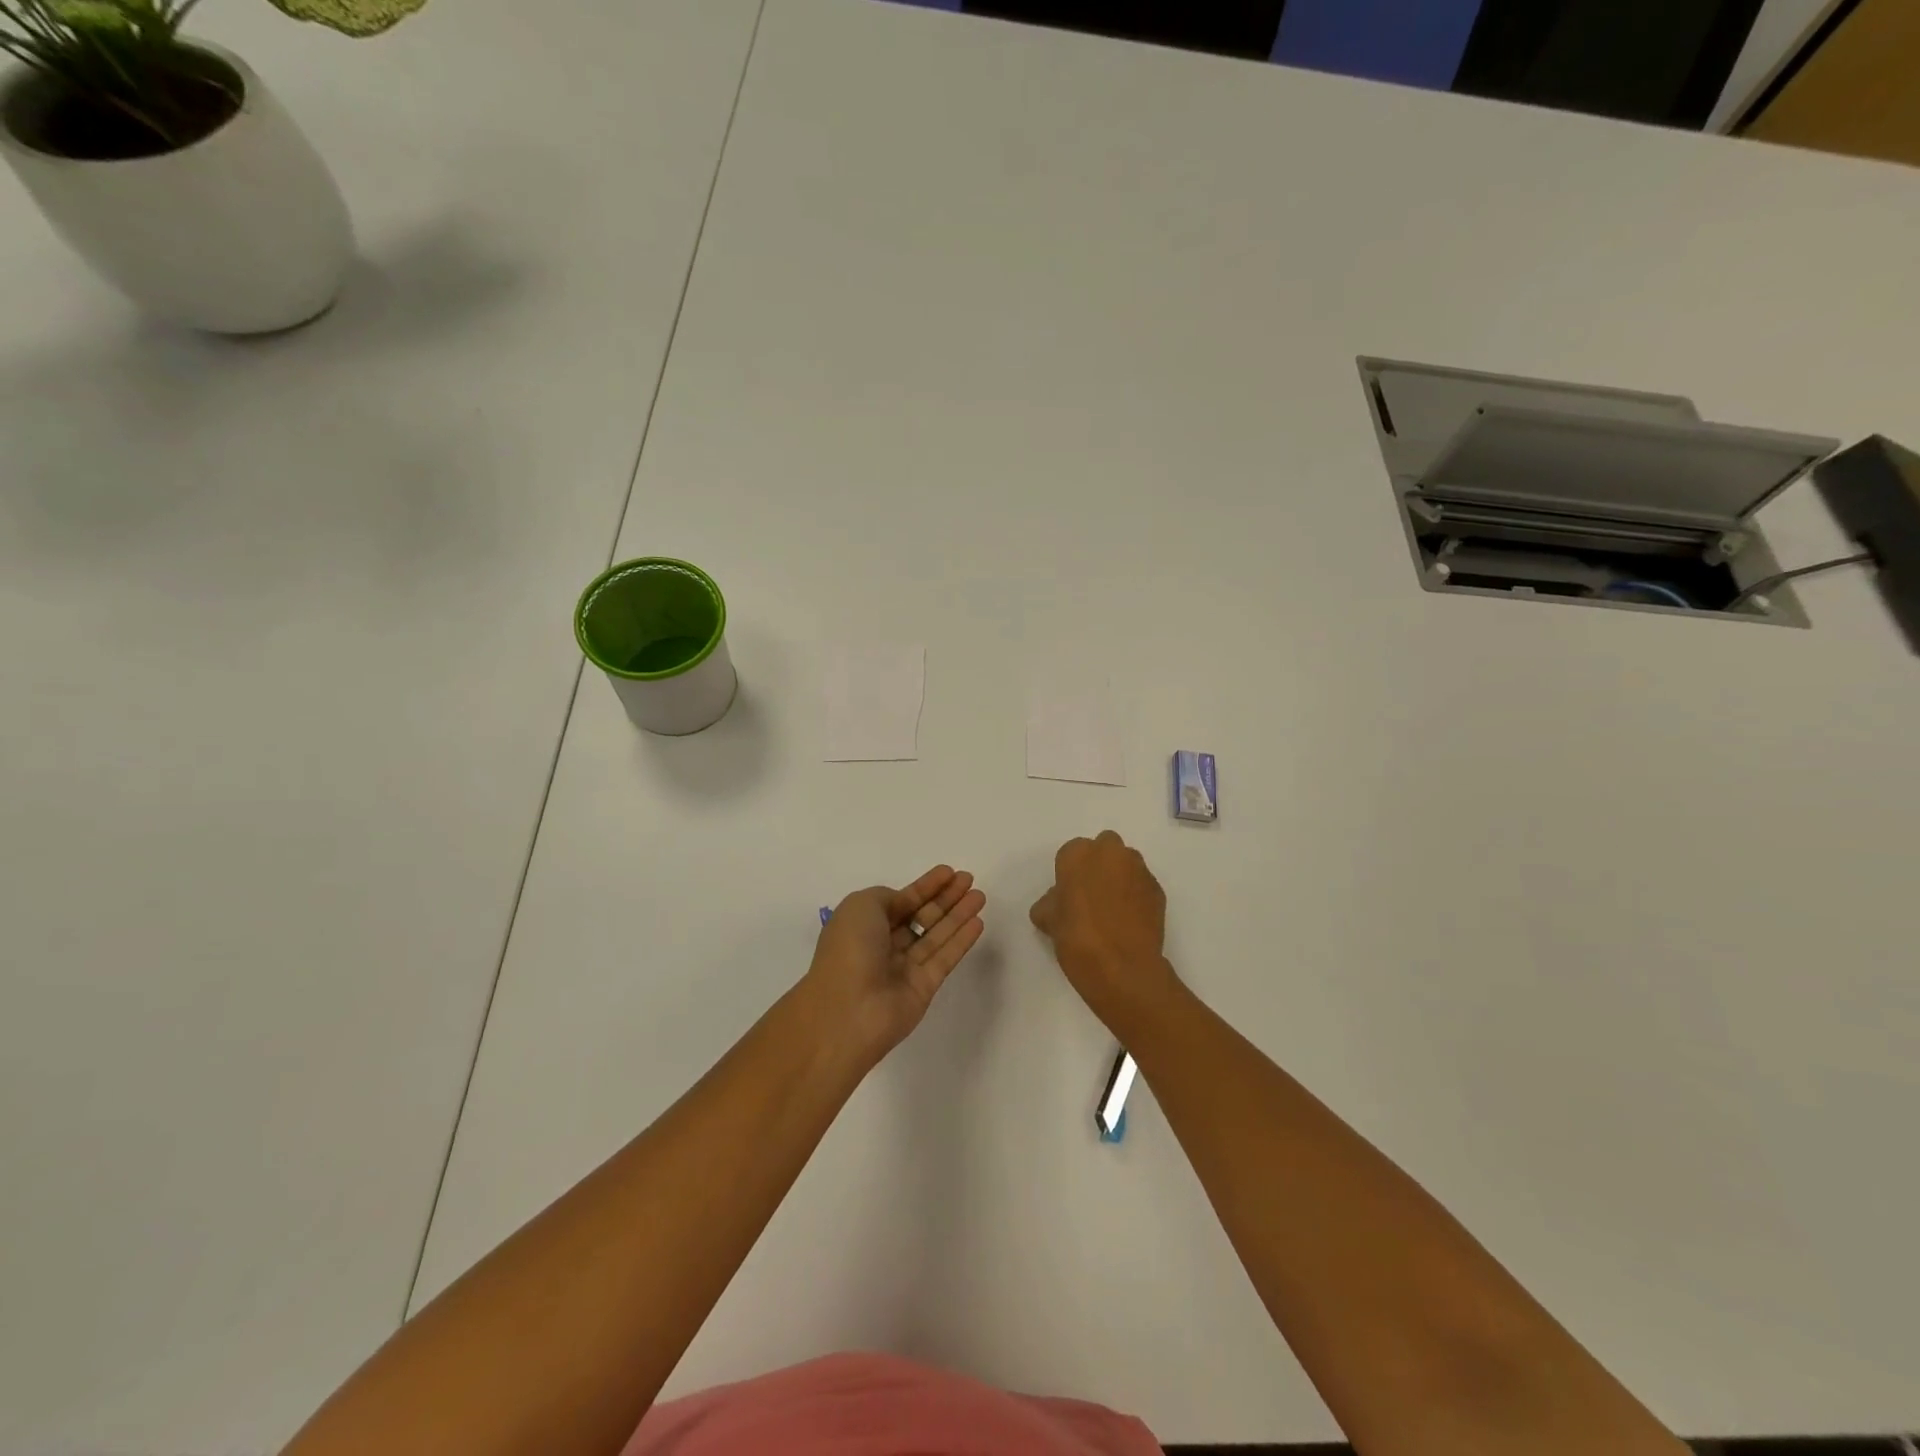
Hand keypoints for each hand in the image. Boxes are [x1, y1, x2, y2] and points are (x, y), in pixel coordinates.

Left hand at [805, 865, 986, 1066]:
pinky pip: (945, 958)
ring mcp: (904, 968)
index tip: (949, 872)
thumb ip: (888, 898)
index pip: (901, 901)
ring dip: (958, 915)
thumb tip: (906, 904)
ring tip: (980, 896)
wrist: (847, 1010)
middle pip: (921, 916)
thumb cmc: (849, 949)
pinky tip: (977, 922)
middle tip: (969, 880)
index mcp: (864, 925)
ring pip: (936, 935)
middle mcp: (884, 945)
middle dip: (945, 898)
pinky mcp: (924, 988)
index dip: (925, 886)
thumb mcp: (860, 905)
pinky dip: (961, 940)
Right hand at [1030, 831, 1176, 1033]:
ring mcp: (1138, 870)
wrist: (1122, 969)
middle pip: (1104, 848)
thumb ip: (1050, 903)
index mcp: (1078, 854)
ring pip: (1127, 863)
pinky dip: (1136, 895)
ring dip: (1119, 876)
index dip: (1069, 874)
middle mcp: (1111, 853)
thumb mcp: (1048, 921)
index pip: (1070, 853)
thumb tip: (1056, 902)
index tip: (1068, 895)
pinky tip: (1129, 921)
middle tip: (1090, 895)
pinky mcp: (1158, 890)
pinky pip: (1142, 884)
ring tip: (1112, 909)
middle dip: (1099, 864)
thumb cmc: (1077, 939)